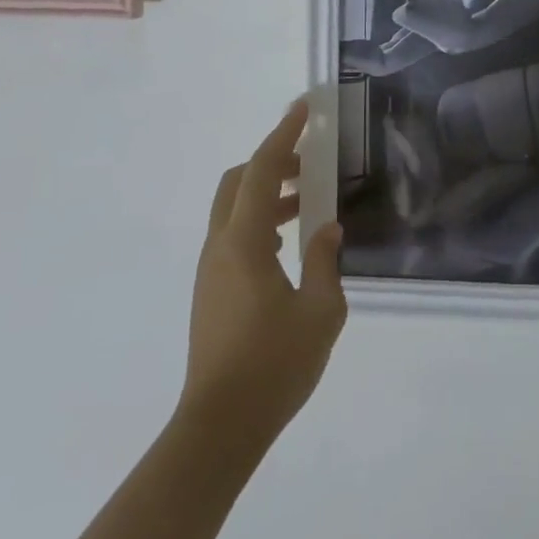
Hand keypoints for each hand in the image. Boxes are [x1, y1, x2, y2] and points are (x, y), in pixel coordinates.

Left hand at [179, 100, 346, 446]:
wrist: (218, 430)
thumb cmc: (273, 367)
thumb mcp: (320, 312)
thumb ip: (325, 261)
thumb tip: (328, 229)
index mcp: (244, 241)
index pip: (262, 169)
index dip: (284, 134)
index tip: (304, 108)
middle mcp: (220, 246)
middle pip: (239, 182)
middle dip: (272, 162)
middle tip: (309, 164)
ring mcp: (211, 270)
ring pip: (234, 209)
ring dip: (268, 194)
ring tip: (306, 203)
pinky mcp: (211, 291)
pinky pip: (234, 235)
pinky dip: (259, 221)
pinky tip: (287, 245)